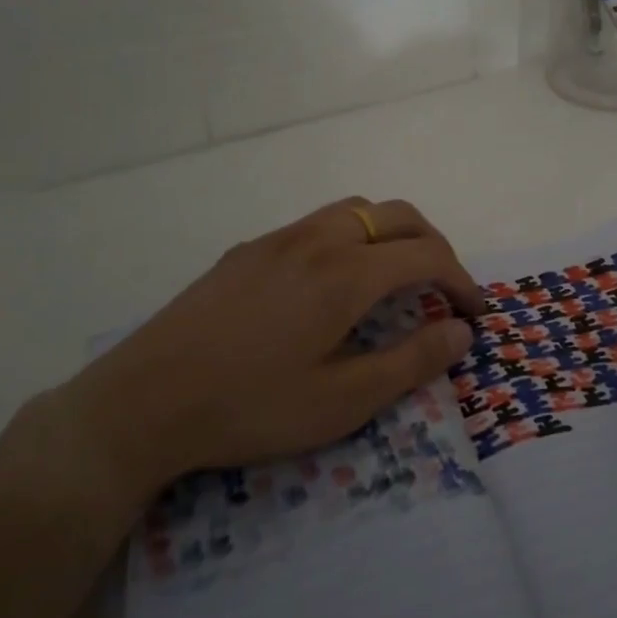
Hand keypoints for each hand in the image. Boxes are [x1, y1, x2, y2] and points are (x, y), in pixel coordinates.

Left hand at [63, 198, 480, 511]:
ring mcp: (278, 239)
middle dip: (434, 244)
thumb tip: (460, 331)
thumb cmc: (249, 407)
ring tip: (395, 276)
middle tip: (445, 287)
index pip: (426, 255)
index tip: (474, 312)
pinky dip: (351, 237)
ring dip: (390, 233)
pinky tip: (333, 283)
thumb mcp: (341, 401)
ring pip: (355, 210)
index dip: (461, 279)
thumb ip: (410, 362)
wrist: (142, 402)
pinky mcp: (248, 250)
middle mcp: (317, 240)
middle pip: (397, 215)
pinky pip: (317, 223)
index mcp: (345, 273)